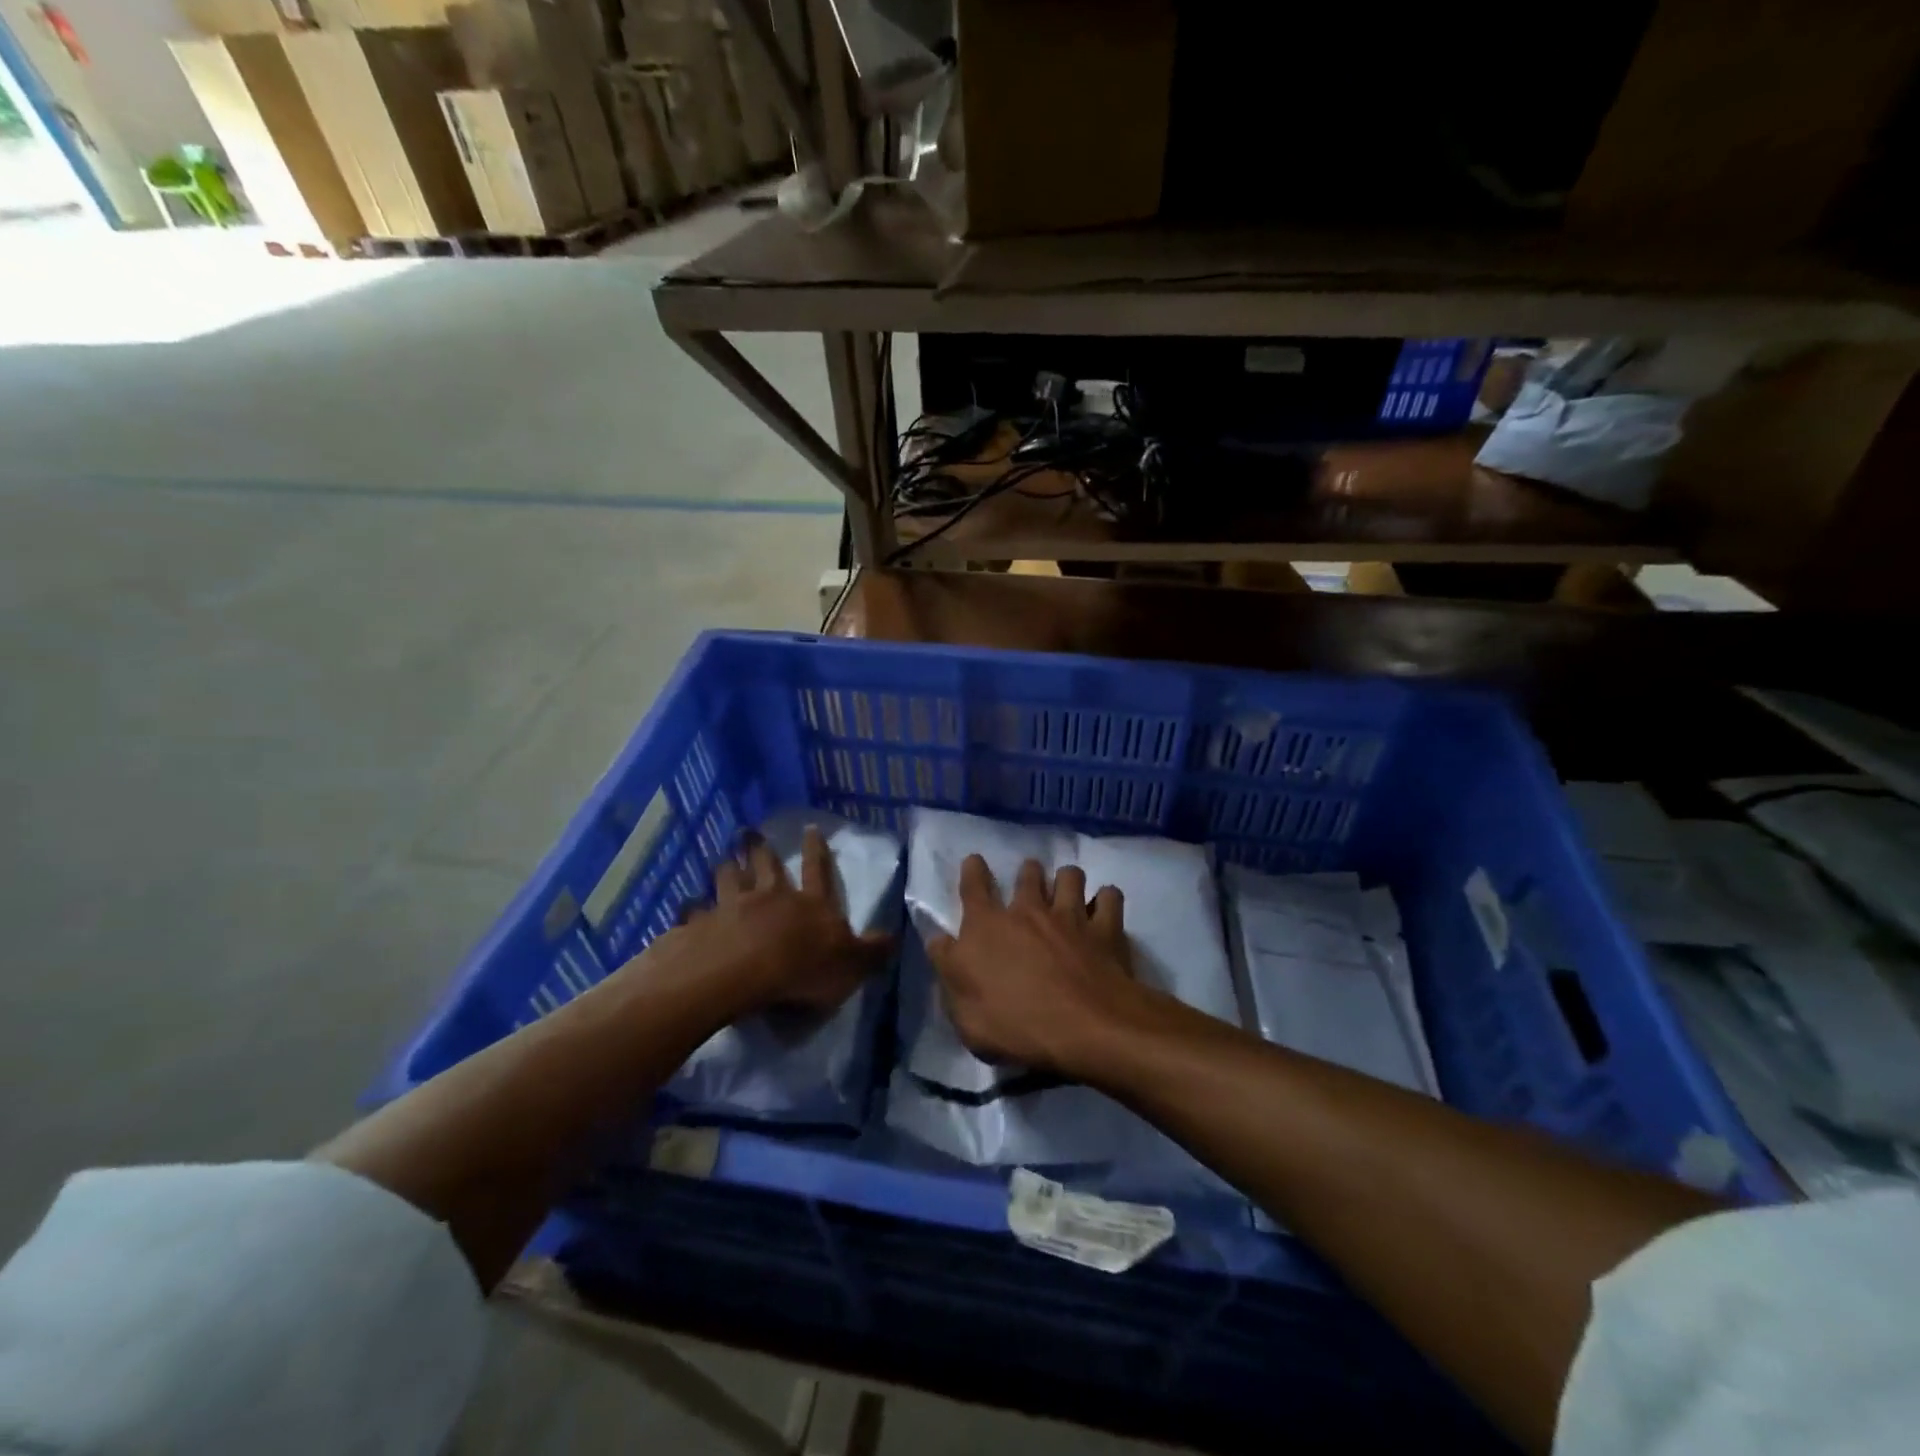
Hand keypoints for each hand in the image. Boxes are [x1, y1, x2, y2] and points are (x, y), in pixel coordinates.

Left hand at [665, 827, 892, 1019]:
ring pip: (729, 879)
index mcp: (810, 905)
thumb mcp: (851, 965)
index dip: (817, 850)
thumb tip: (894, 937)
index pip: (818, 871)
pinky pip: (696, 912)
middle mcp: (771, 898)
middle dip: (760, 847)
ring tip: (722, 858)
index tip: (811, 827)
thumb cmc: (802, 969)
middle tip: (749, 831)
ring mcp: (732, 908)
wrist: (742, 973)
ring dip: (726, 868)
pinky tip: (685, 906)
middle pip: (766, 866)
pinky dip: (692, 908)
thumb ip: (872, 952)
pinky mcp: (701, 926)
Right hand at [925, 856, 1149, 1078]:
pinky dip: (1106, 899)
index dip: (973, 871)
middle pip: (1028, 874)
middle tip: (1031, 885)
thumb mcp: (965, 1013)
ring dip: (1067, 880)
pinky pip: (1109, 897)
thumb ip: (950, 971)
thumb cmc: (1017, 1026)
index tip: (975, 862)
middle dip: (1028, 873)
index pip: (973, 886)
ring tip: (1068, 893)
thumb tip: (940, 942)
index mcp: (987, 927)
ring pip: (1070, 875)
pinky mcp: (1106, 928)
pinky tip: (1104, 909)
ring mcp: (1071, 915)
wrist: (1086, 1030)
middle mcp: (1028, 910)